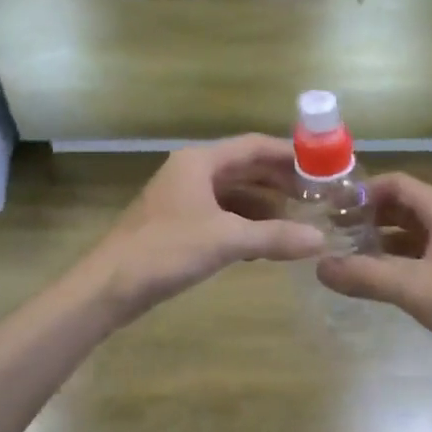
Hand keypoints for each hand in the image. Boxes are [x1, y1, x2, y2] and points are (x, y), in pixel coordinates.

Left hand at [89, 136, 325, 322]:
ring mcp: (183, 198)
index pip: (254, 146)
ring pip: (234, 193)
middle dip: (280, 181)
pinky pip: (221, 214)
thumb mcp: (226, 241)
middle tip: (316, 196)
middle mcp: (192, 172)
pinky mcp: (178, 223)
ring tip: (298, 221)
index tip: (322, 166)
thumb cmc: (166, 250)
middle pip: (245, 168)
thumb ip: (274, 237)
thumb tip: (320, 239)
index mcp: (200, 162)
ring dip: (264, 205)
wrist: (109, 286)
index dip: (289, 154)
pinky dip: (245, 224)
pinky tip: (264, 244)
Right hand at [316, 174, 431, 376]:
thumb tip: (319, 266)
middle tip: (335, 235)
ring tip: (353, 257)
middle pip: (406, 204)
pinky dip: (406, 258)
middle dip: (370, 217)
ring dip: (387, 240)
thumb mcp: (414, 288)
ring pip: (419, 230)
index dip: (361, 193)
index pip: (396, 183)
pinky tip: (388, 279)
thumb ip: (365, 275)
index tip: (331, 210)